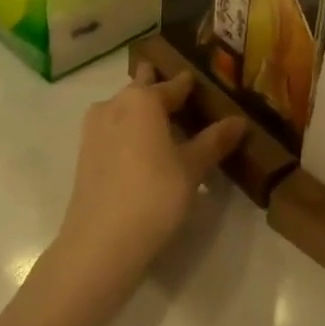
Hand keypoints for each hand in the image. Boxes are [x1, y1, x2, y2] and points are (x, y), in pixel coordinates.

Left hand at [52, 64, 246, 295]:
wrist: (100, 242)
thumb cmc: (154, 195)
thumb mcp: (192, 168)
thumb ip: (214, 141)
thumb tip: (240, 120)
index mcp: (143, 99)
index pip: (173, 85)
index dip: (189, 84)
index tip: (201, 82)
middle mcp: (115, 103)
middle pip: (142, 88)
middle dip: (158, 88)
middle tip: (181, 98)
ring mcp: (95, 128)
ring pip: (123, 108)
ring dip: (141, 112)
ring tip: (164, 126)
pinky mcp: (84, 153)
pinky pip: (112, 129)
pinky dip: (128, 131)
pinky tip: (142, 150)